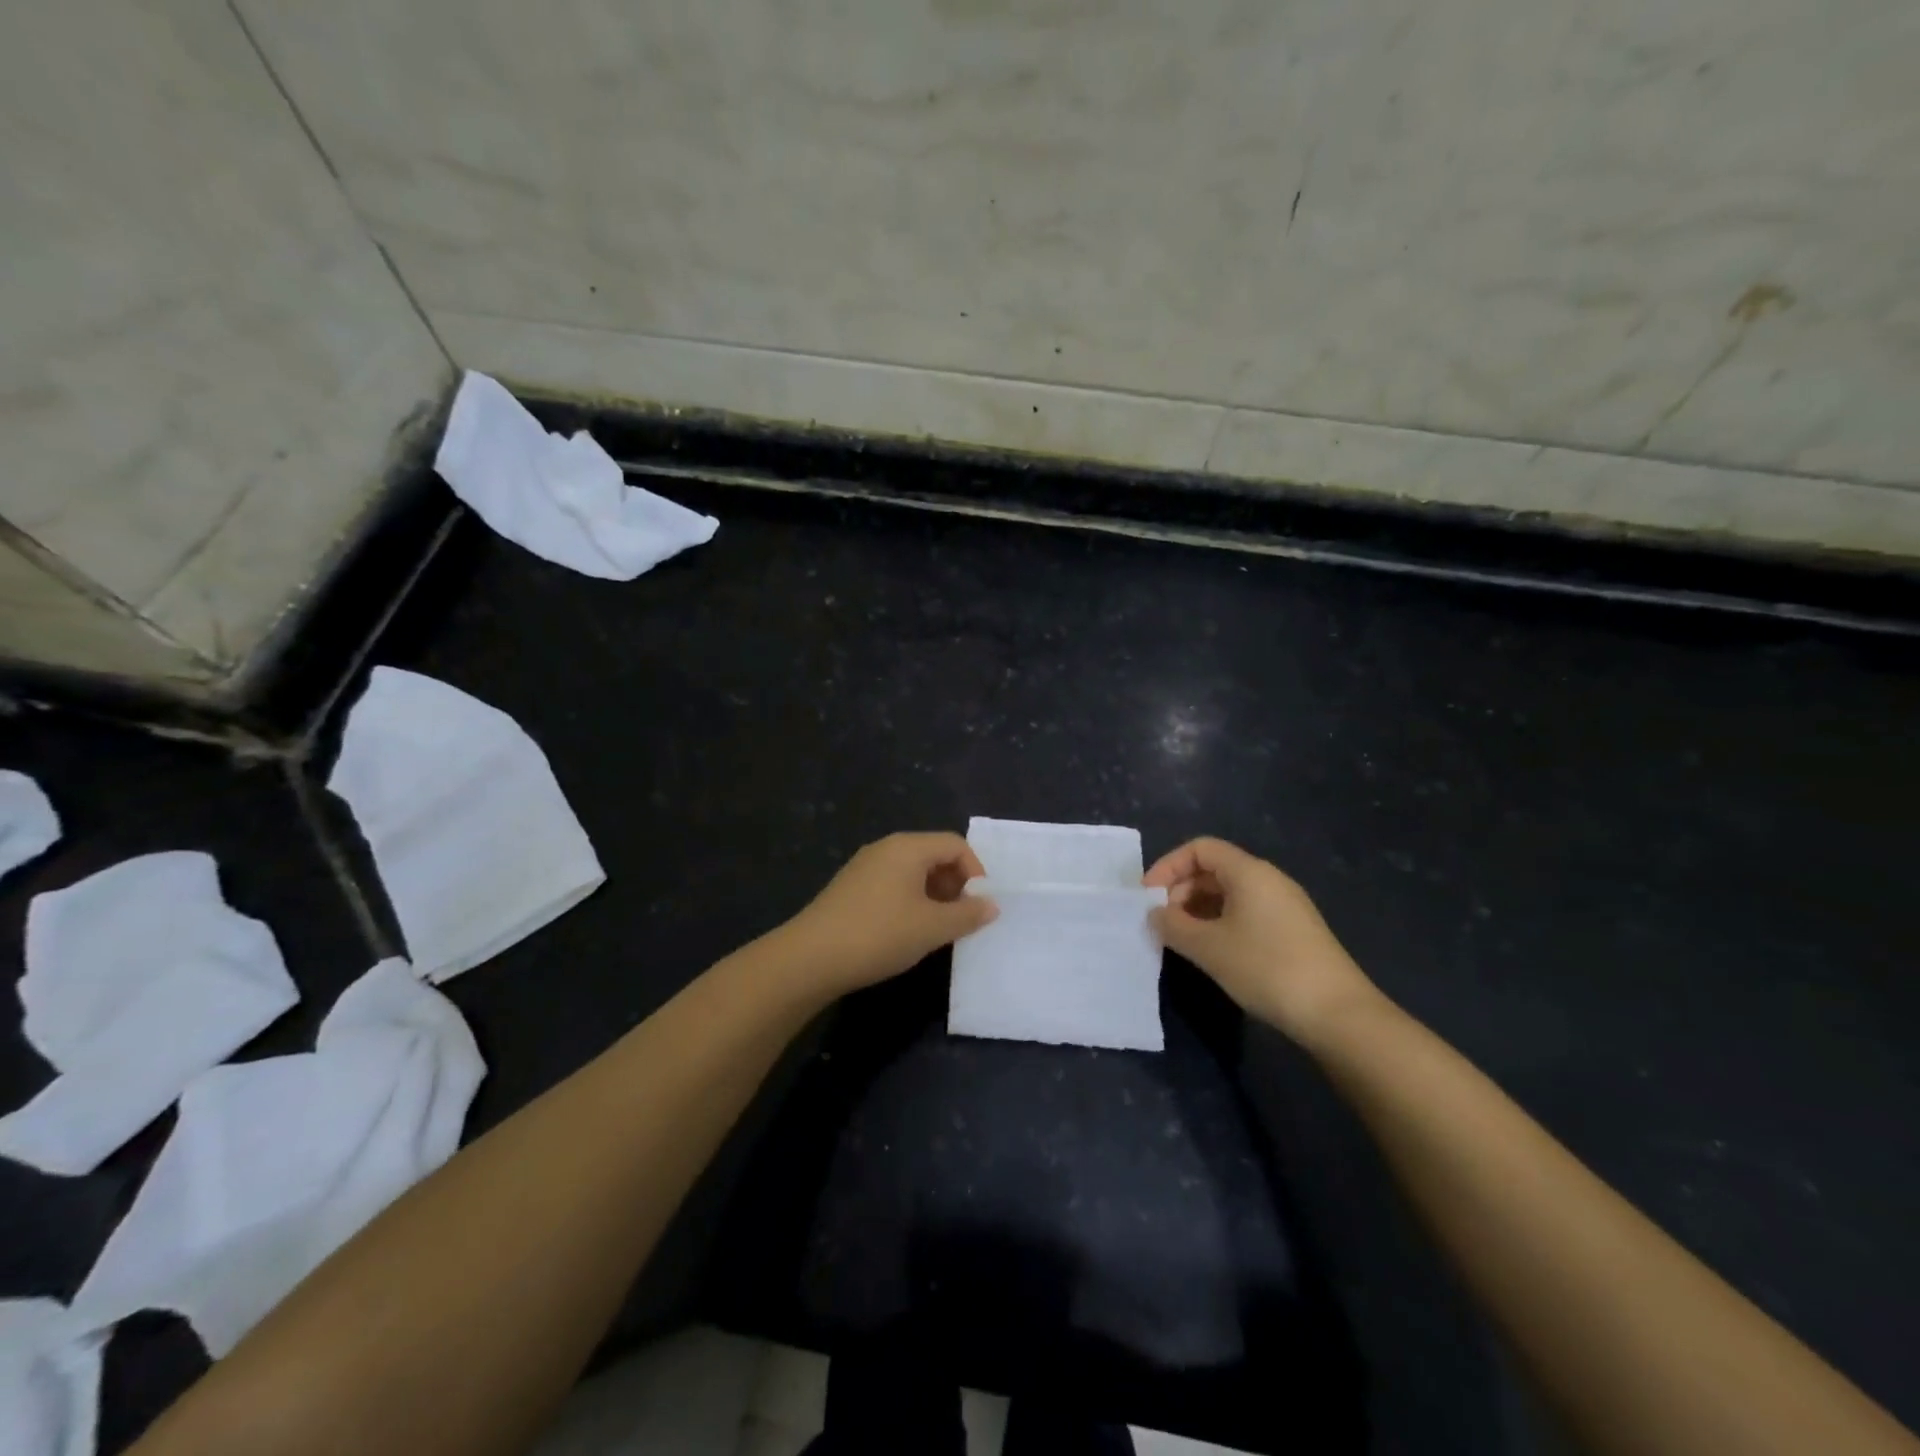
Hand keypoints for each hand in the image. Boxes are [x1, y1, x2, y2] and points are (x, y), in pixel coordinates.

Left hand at [782, 832, 996, 993]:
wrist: (810, 958)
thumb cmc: (879, 934)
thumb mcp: (932, 928)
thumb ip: (967, 915)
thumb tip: (992, 905)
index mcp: (907, 847)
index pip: (955, 844)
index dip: (975, 871)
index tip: (980, 905)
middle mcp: (886, 848)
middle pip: (933, 854)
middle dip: (955, 884)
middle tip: (962, 918)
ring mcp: (864, 867)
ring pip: (912, 872)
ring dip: (933, 895)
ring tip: (938, 929)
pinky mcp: (850, 888)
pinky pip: (892, 884)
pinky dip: (910, 901)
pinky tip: (907, 932)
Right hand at [1145, 837, 1380, 1044]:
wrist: (1338, 1014)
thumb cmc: (1267, 968)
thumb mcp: (1209, 947)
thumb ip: (1173, 925)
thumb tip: (1155, 914)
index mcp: (1249, 872)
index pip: (1200, 848)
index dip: (1169, 866)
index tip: (1148, 897)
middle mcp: (1269, 880)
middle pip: (1214, 869)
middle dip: (1181, 890)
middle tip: (1163, 922)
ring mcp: (1285, 906)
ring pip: (1230, 893)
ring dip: (1199, 910)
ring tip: (1182, 940)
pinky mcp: (1293, 931)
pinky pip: (1246, 912)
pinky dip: (1220, 923)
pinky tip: (1212, 952)